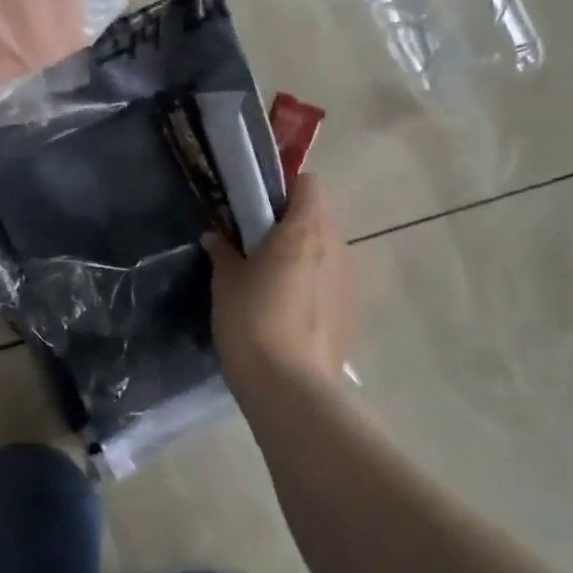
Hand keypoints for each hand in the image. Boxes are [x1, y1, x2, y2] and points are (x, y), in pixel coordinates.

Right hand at [205, 174, 355, 387]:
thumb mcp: (225, 283)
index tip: (257, 209)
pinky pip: (333, 281)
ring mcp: (351, 280)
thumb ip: (223, 252)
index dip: (284, 190)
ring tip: (274, 284)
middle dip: (291, 225)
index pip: (308, 184)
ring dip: (305, 256)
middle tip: (257, 247)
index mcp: (305, 229)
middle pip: (318, 217)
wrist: (289, 388)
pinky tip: (292, 313)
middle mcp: (337, 246)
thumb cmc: (251, 321)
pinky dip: (315, 285)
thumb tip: (217, 237)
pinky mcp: (355, 311)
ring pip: (328, 251)